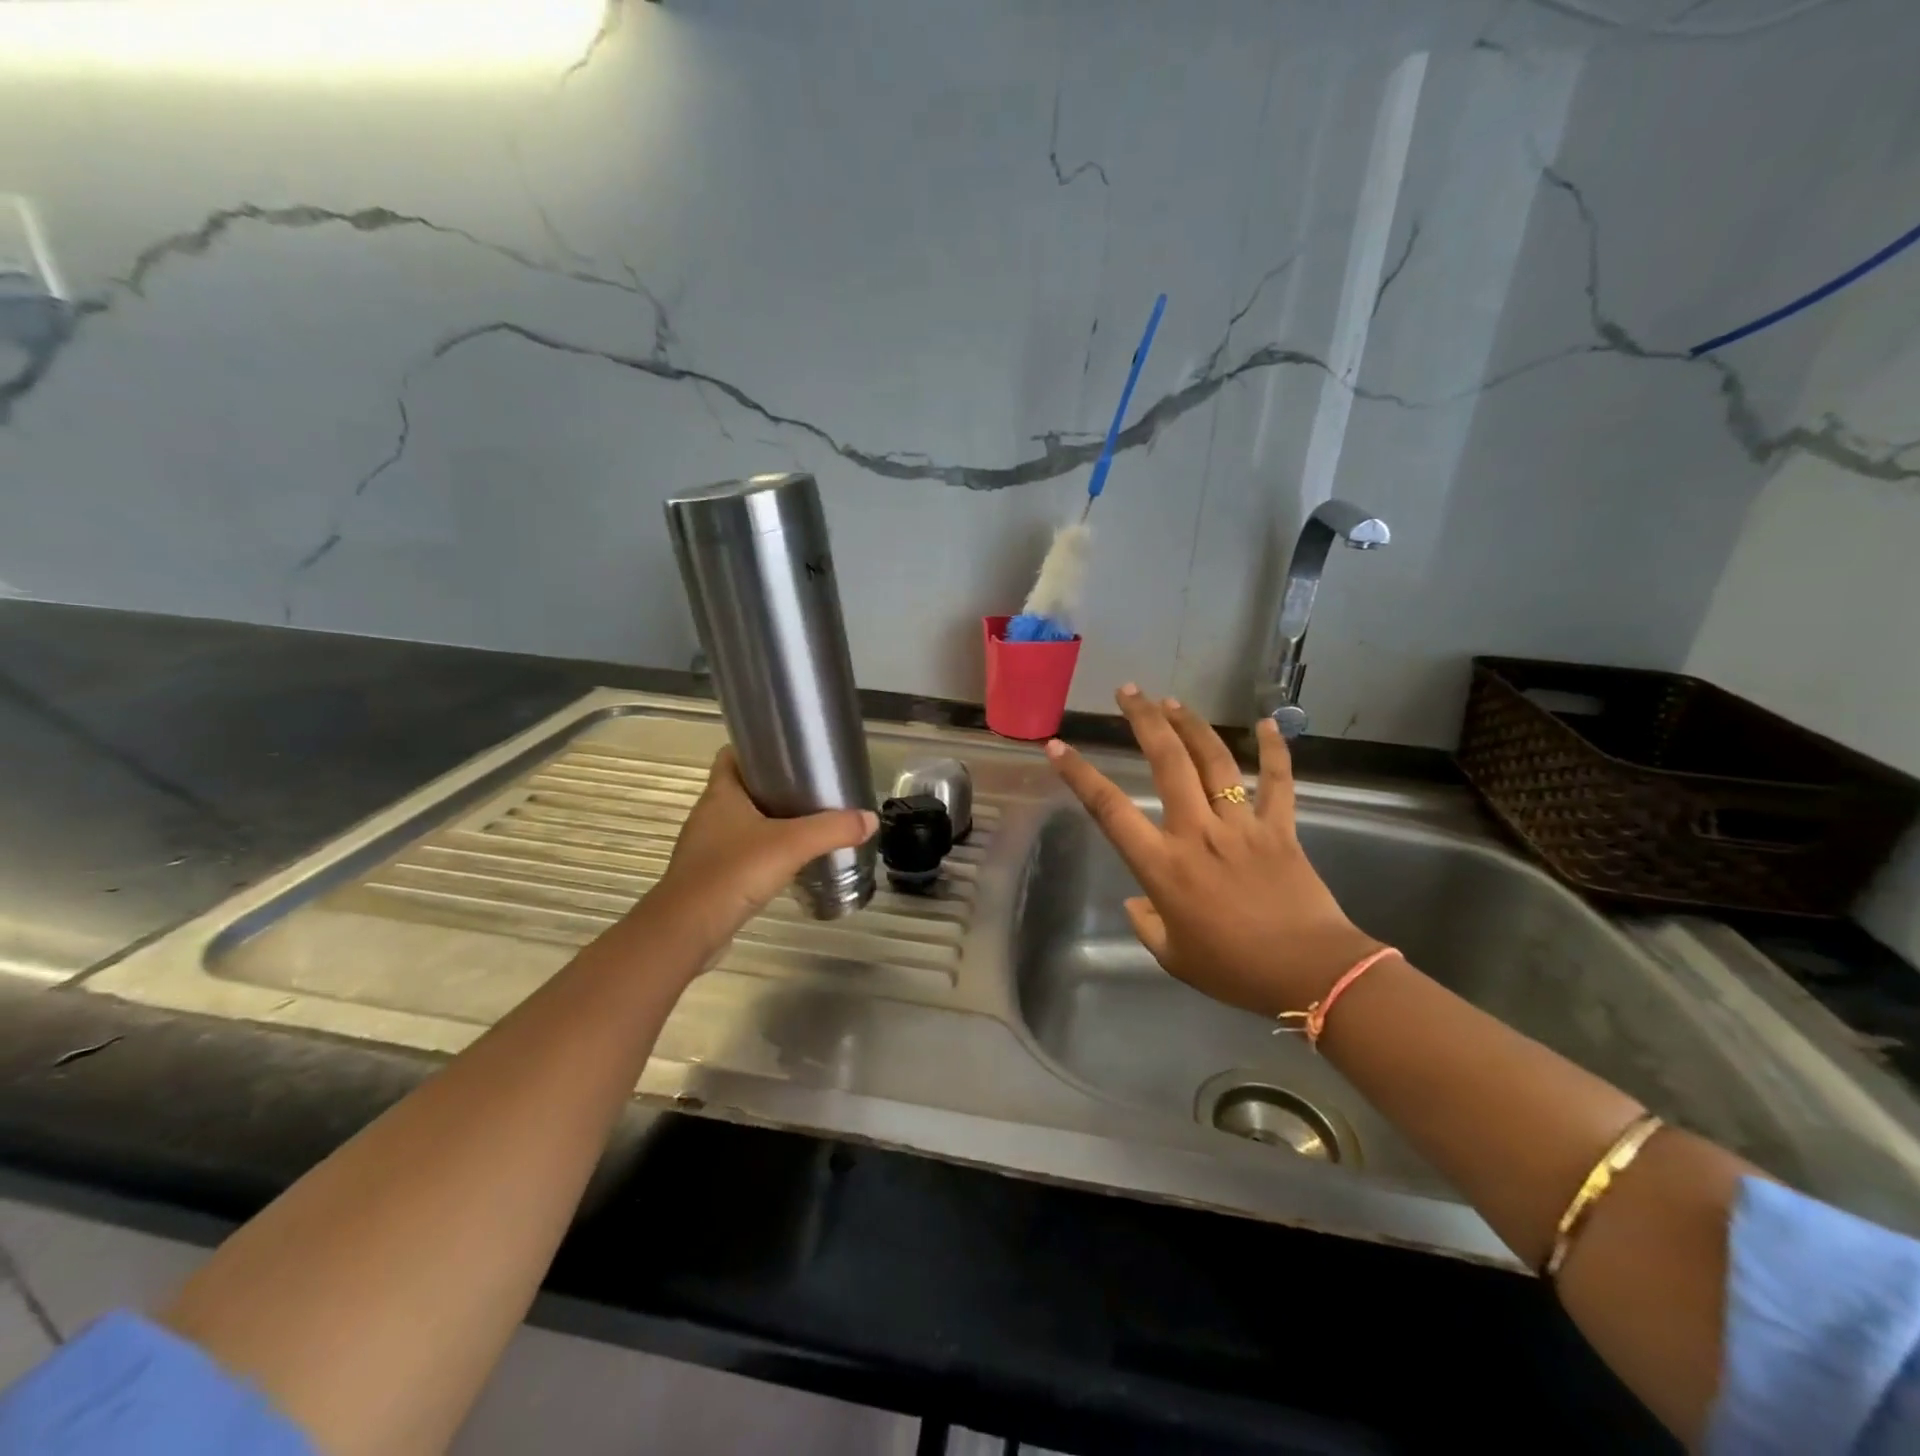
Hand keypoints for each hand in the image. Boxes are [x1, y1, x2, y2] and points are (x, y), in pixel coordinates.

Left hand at [641, 747, 877, 963]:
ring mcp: (706, 848)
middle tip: (810, 790)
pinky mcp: (709, 877)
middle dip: (772, 787)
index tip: (789, 753)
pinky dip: (760, 853)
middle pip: (741, 789)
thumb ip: (832, 829)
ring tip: (805, 825)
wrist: (687, 931)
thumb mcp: (791, 845)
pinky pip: (739, 854)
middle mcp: (709, 815)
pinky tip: (786, 863)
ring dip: (768, 823)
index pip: (731, 756)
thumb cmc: (732, 873)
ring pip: (740, 823)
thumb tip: (870, 819)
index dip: (756, 749)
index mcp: (720, 795)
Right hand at [1046, 687, 1381, 1017]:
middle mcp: (1197, 833)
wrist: (1310, 974)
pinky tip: (1268, 724)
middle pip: (1167, 763)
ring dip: (1191, 726)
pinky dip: (1274, 752)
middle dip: (1145, 721)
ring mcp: (1241, 826)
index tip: (1058, 747)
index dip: (1080, 775)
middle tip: (1129, 691)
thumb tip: (1138, 903)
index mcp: (1163, 867)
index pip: (1110, 810)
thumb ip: (1146, 925)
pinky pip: (1278, 783)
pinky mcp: (1280, 829)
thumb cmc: (1234, 970)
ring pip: (1214, 762)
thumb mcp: (1174, 957)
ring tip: (1172, 701)